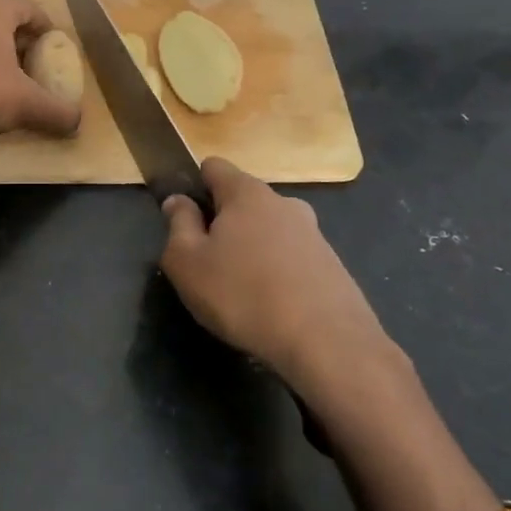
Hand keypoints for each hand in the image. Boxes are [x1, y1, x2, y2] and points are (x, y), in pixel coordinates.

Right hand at [160, 157, 388, 385]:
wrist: (327, 343)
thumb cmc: (243, 294)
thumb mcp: (187, 262)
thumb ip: (178, 225)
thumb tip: (178, 201)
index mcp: (246, 192)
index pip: (214, 166)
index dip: (194, 185)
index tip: (184, 219)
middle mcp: (283, 203)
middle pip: (243, 200)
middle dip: (223, 223)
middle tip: (208, 263)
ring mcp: (313, 233)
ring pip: (269, 231)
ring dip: (251, 250)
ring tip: (240, 292)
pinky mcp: (332, 266)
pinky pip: (292, 259)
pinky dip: (277, 274)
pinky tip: (271, 307)